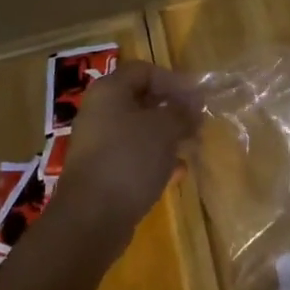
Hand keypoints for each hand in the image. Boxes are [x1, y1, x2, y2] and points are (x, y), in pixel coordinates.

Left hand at [49, 60, 201, 258]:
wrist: (91, 219)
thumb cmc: (129, 159)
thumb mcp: (164, 129)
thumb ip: (182, 112)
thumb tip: (193, 105)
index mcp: (110, 91)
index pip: (144, 71)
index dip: (173, 80)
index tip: (196, 98)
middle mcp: (100, 112)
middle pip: (141, 100)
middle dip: (172, 110)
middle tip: (197, 122)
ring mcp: (98, 144)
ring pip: (139, 131)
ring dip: (167, 136)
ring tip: (192, 146)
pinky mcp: (102, 173)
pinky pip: (133, 157)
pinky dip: (155, 160)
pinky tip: (178, 172)